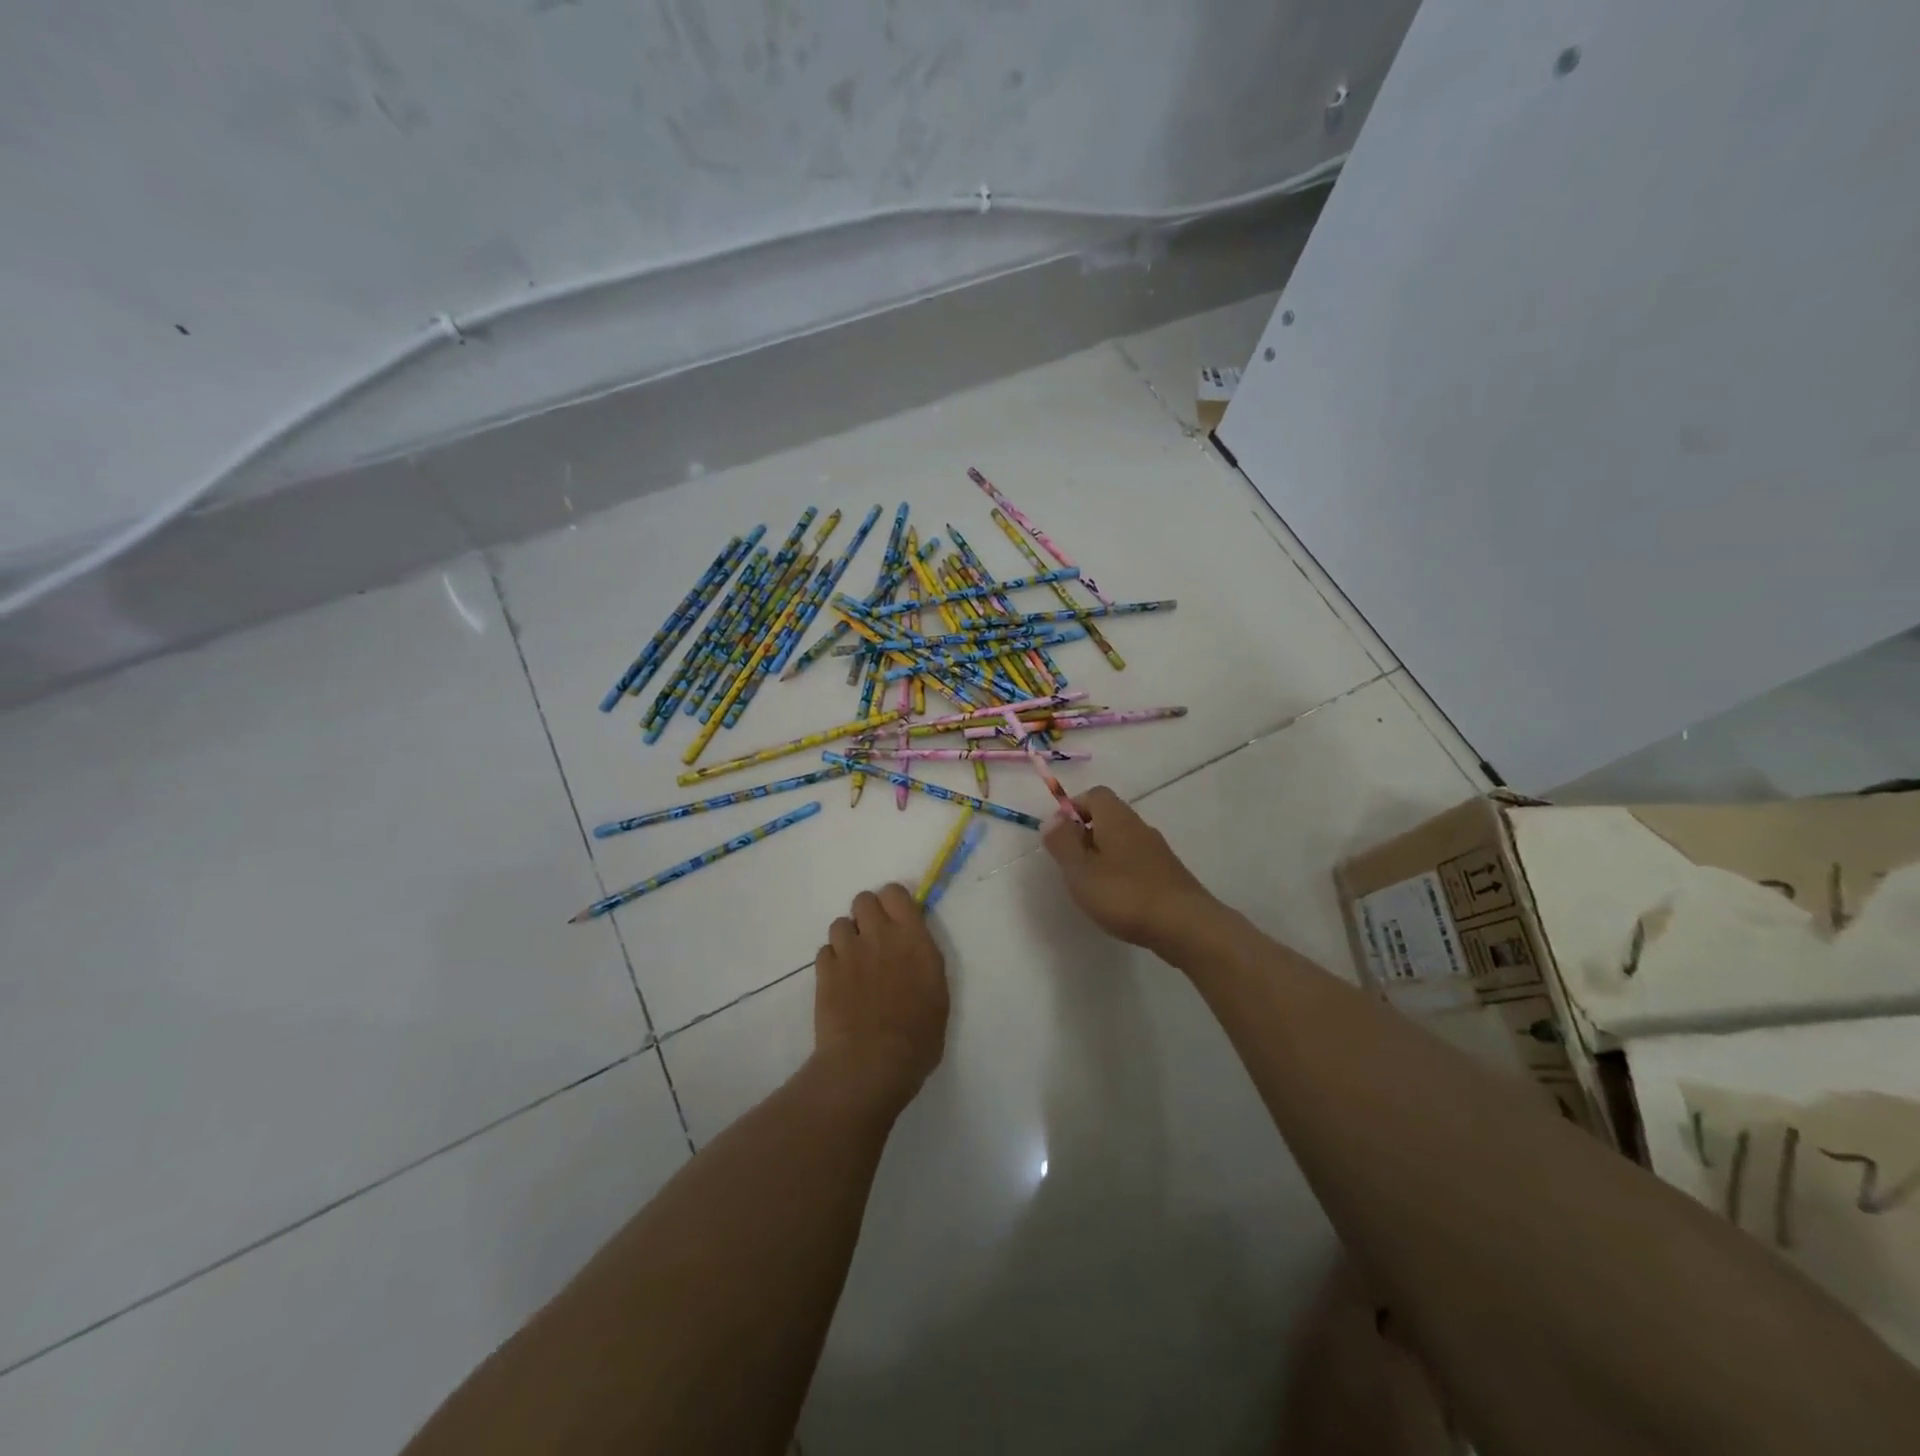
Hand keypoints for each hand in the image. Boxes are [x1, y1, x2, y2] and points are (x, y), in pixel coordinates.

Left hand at [812, 884, 948, 1117]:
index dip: (893, 903)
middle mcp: (879, 935)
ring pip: (839, 923)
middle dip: (866, 915)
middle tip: (873, 940)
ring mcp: (848, 951)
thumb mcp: (937, 993)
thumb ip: (923, 961)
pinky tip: (839, 983)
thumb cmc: (917, 1037)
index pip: (895, 893)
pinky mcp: (824, 971)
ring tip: (853, 964)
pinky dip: (831, 962)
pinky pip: (824, 951)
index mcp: (913, 938)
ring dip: (847, 938)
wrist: (871, 1062)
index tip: (896, 921)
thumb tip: (913, 950)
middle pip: (863, 899)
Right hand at [1041, 786, 1216, 955]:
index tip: (1059, 836)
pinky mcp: (1168, 873)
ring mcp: (1158, 850)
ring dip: (1104, 856)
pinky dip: (1122, 872)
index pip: (1094, 795)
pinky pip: (1137, 862)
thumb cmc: (1125, 895)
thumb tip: (1052, 819)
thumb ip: (1062, 843)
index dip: (1073, 809)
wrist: (1185, 925)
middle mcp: (1139, 826)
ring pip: (1123, 841)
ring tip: (1091, 886)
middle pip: (1108, 817)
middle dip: (1086, 835)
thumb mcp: (1080, 870)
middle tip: (1072, 865)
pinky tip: (1118, 900)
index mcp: (1116, 818)